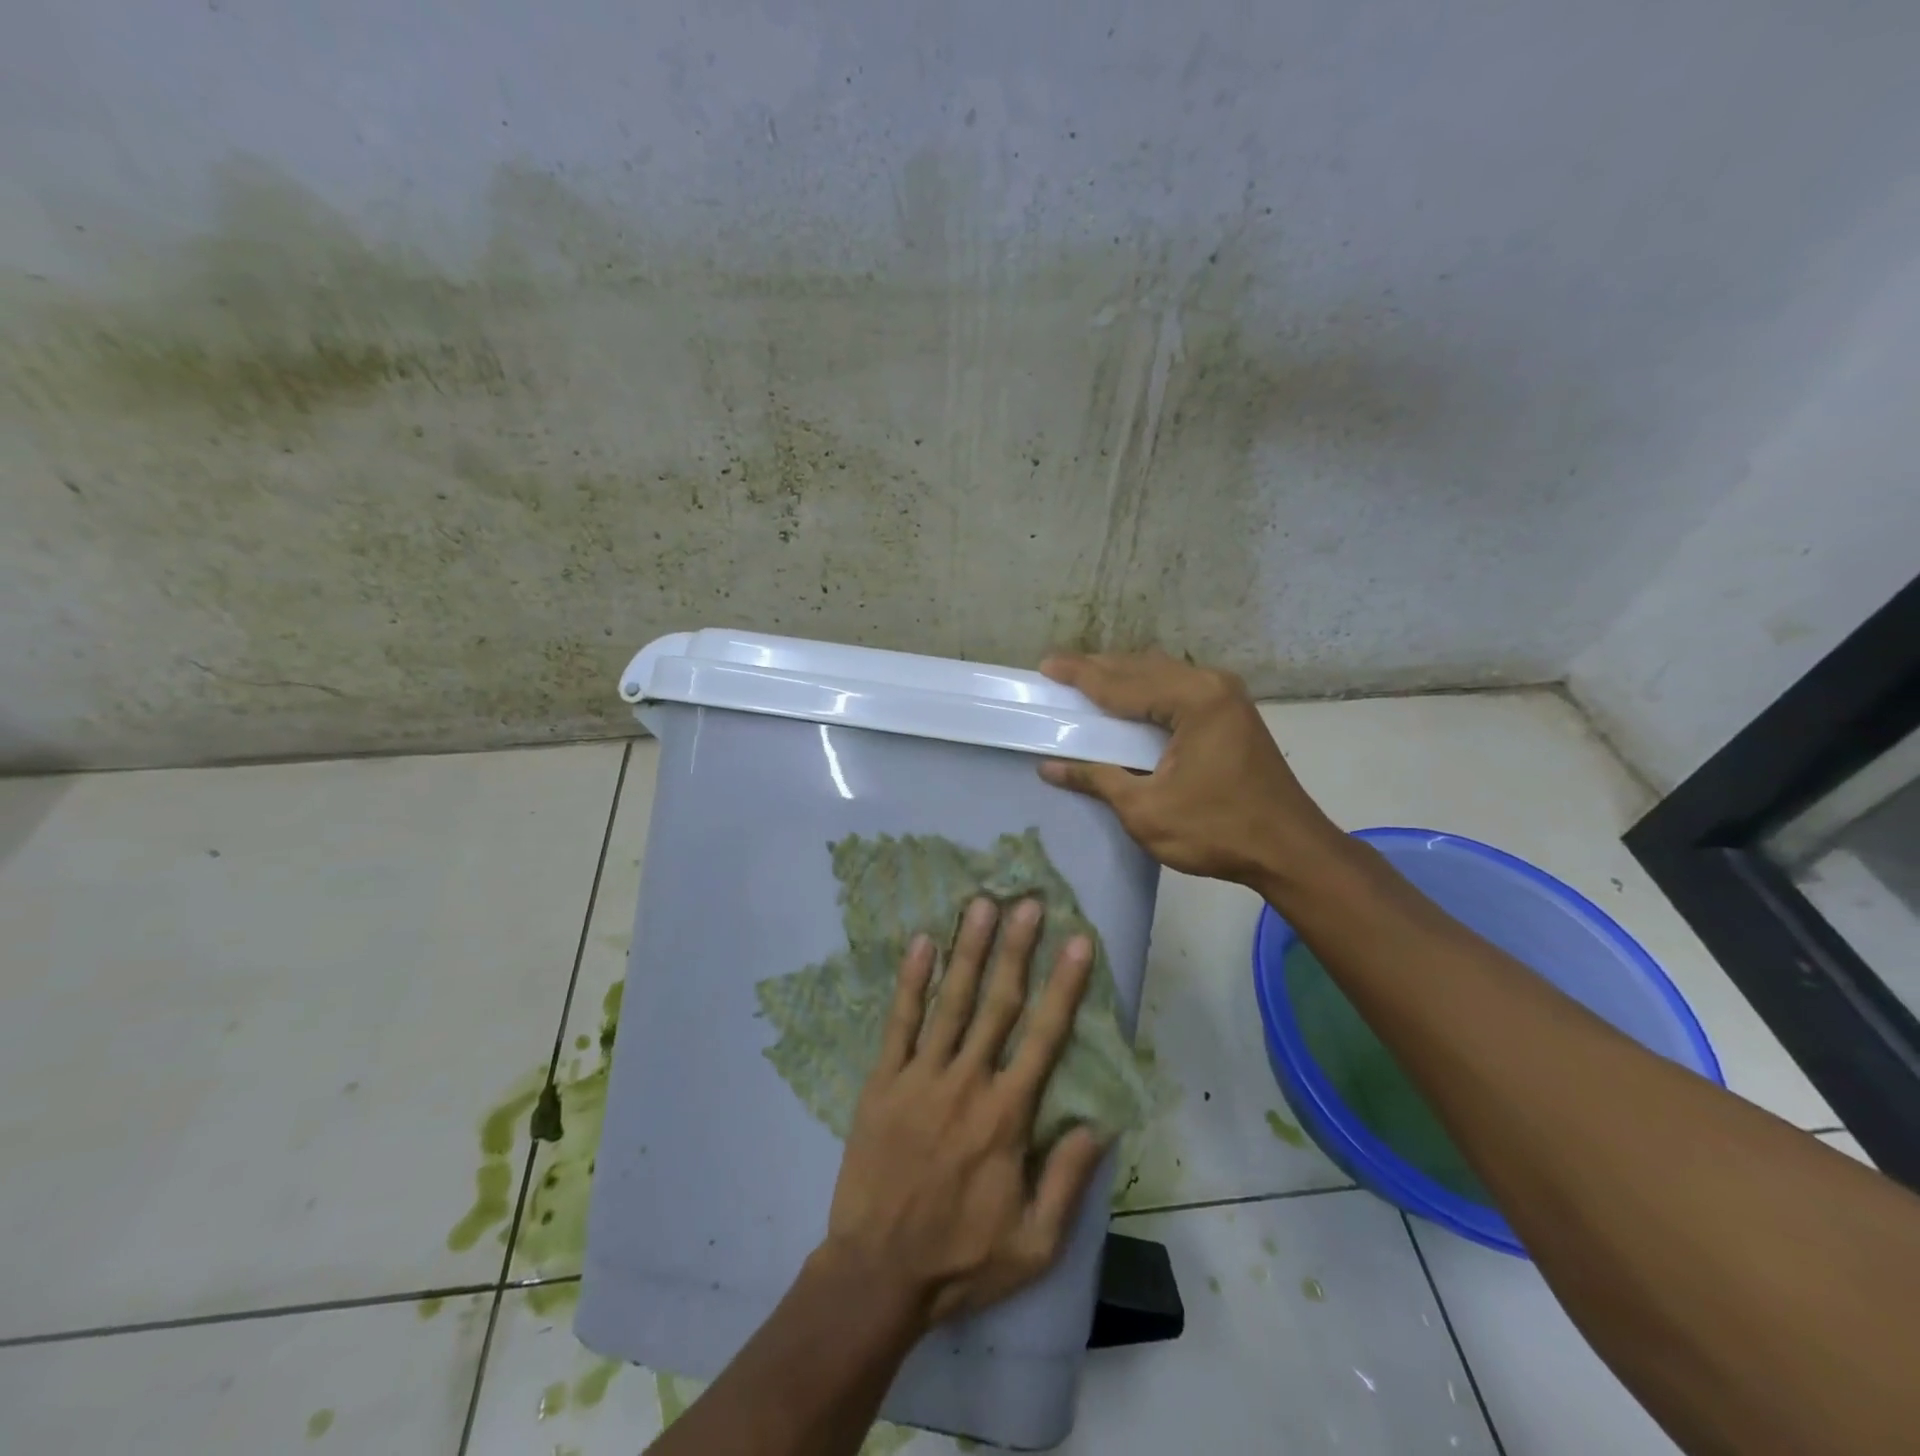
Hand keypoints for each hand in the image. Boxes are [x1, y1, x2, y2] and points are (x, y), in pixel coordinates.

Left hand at [820, 897, 1108, 1328]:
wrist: (877, 1274)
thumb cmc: (960, 1259)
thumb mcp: (1035, 1244)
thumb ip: (1068, 1181)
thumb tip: (1099, 1124)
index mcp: (1007, 1116)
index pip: (1044, 1038)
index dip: (1064, 987)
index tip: (1077, 942)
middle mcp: (967, 1083)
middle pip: (998, 1004)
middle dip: (1016, 949)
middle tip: (1028, 902)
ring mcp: (921, 1077)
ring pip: (951, 1002)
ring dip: (968, 950)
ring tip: (981, 905)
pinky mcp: (883, 1081)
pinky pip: (899, 1023)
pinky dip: (911, 982)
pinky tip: (920, 943)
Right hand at [1038, 650, 1347, 889]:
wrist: (1290, 852)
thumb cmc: (1217, 831)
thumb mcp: (1146, 810)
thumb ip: (1097, 779)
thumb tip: (1050, 767)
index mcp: (1194, 700)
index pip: (1122, 682)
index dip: (1079, 675)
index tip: (1045, 665)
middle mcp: (1212, 685)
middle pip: (1142, 668)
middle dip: (1098, 669)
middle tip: (1058, 672)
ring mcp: (1227, 697)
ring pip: (1162, 674)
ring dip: (1123, 677)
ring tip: (1086, 683)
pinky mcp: (1232, 714)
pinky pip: (1178, 688)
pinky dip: (1146, 690)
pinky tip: (1128, 701)